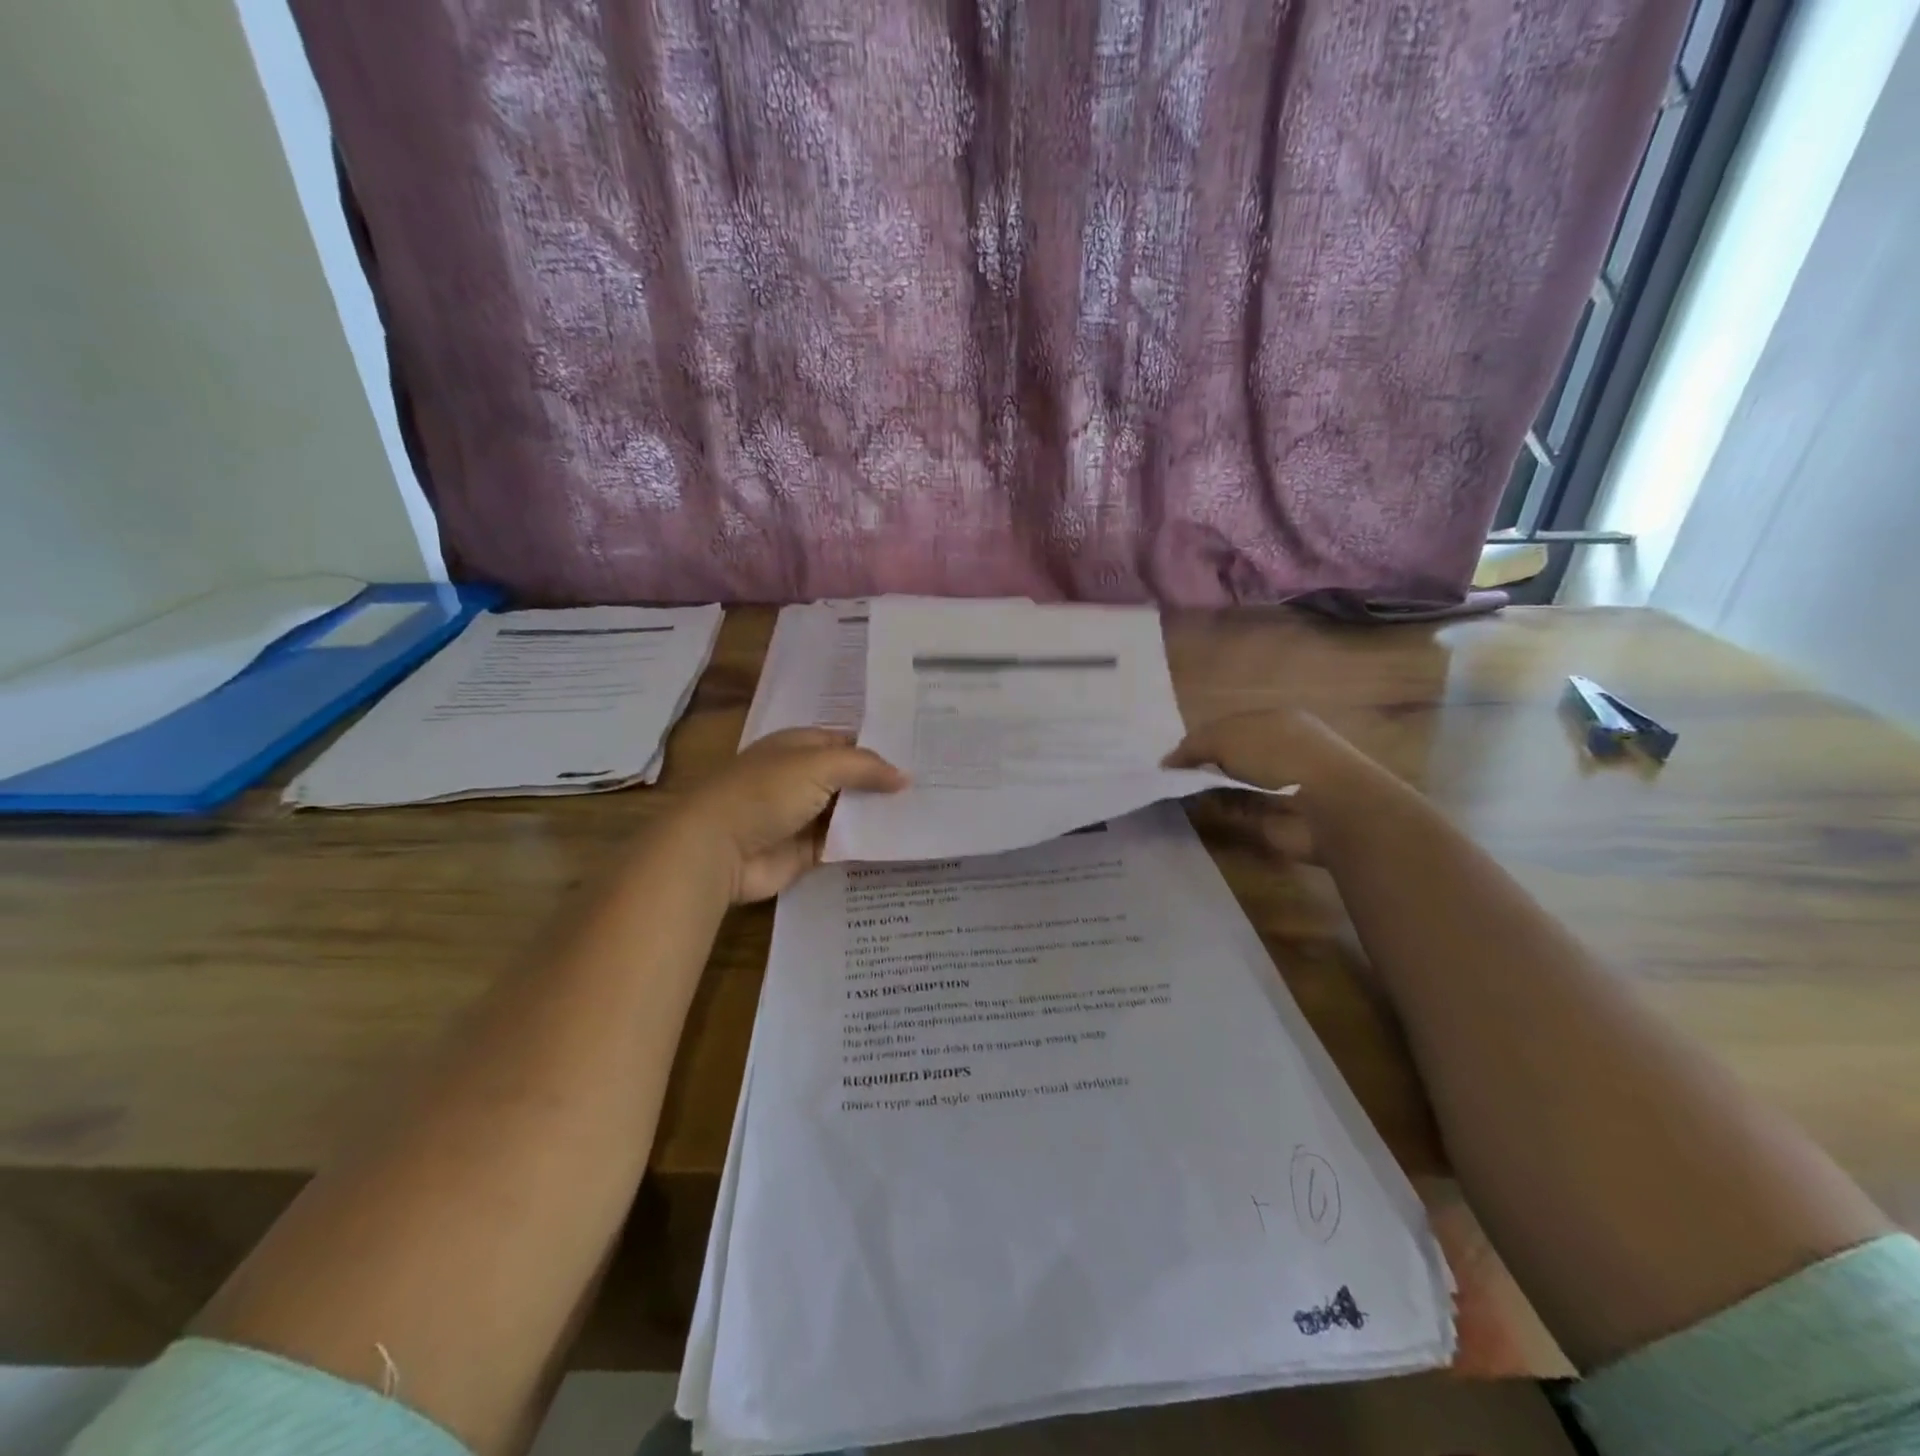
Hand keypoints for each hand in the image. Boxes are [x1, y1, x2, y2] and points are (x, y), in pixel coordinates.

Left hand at [662, 728, 907, 902]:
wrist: (718, 849)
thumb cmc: (765, 792)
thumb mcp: (818, 765)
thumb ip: (864, 767)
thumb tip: (905, 777)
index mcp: (798, 747)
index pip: (847, 743)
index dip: (879, 749)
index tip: (919, 757)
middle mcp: (801, 778)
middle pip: (851, 780)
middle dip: (884, 785)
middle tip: (933, 789)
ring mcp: (803, 816)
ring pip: (849, 814)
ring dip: (878, 816)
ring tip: (926, 816)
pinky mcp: (805, 852)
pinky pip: (843, 845)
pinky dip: (865, 845)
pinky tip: (900, 844)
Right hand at [1165, 710, 1378, 862]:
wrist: (1328, 807)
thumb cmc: (1279, 756)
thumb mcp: (1228, 737)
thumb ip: (1194, 745)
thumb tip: (1167, 762)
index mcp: (1275, 721)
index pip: (1228, 726)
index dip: (1199, 739)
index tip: (1172, 757)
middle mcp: (1279, 750)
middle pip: (1230, 755)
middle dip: (1202, 764)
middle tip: (1169, 777)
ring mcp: (1280, 786)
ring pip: (1232, 784)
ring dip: (1208, 789)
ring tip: (1175, 794)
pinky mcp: (1277, 817)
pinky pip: (1239, 810)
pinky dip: (1219, 811)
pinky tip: (1198, 811)